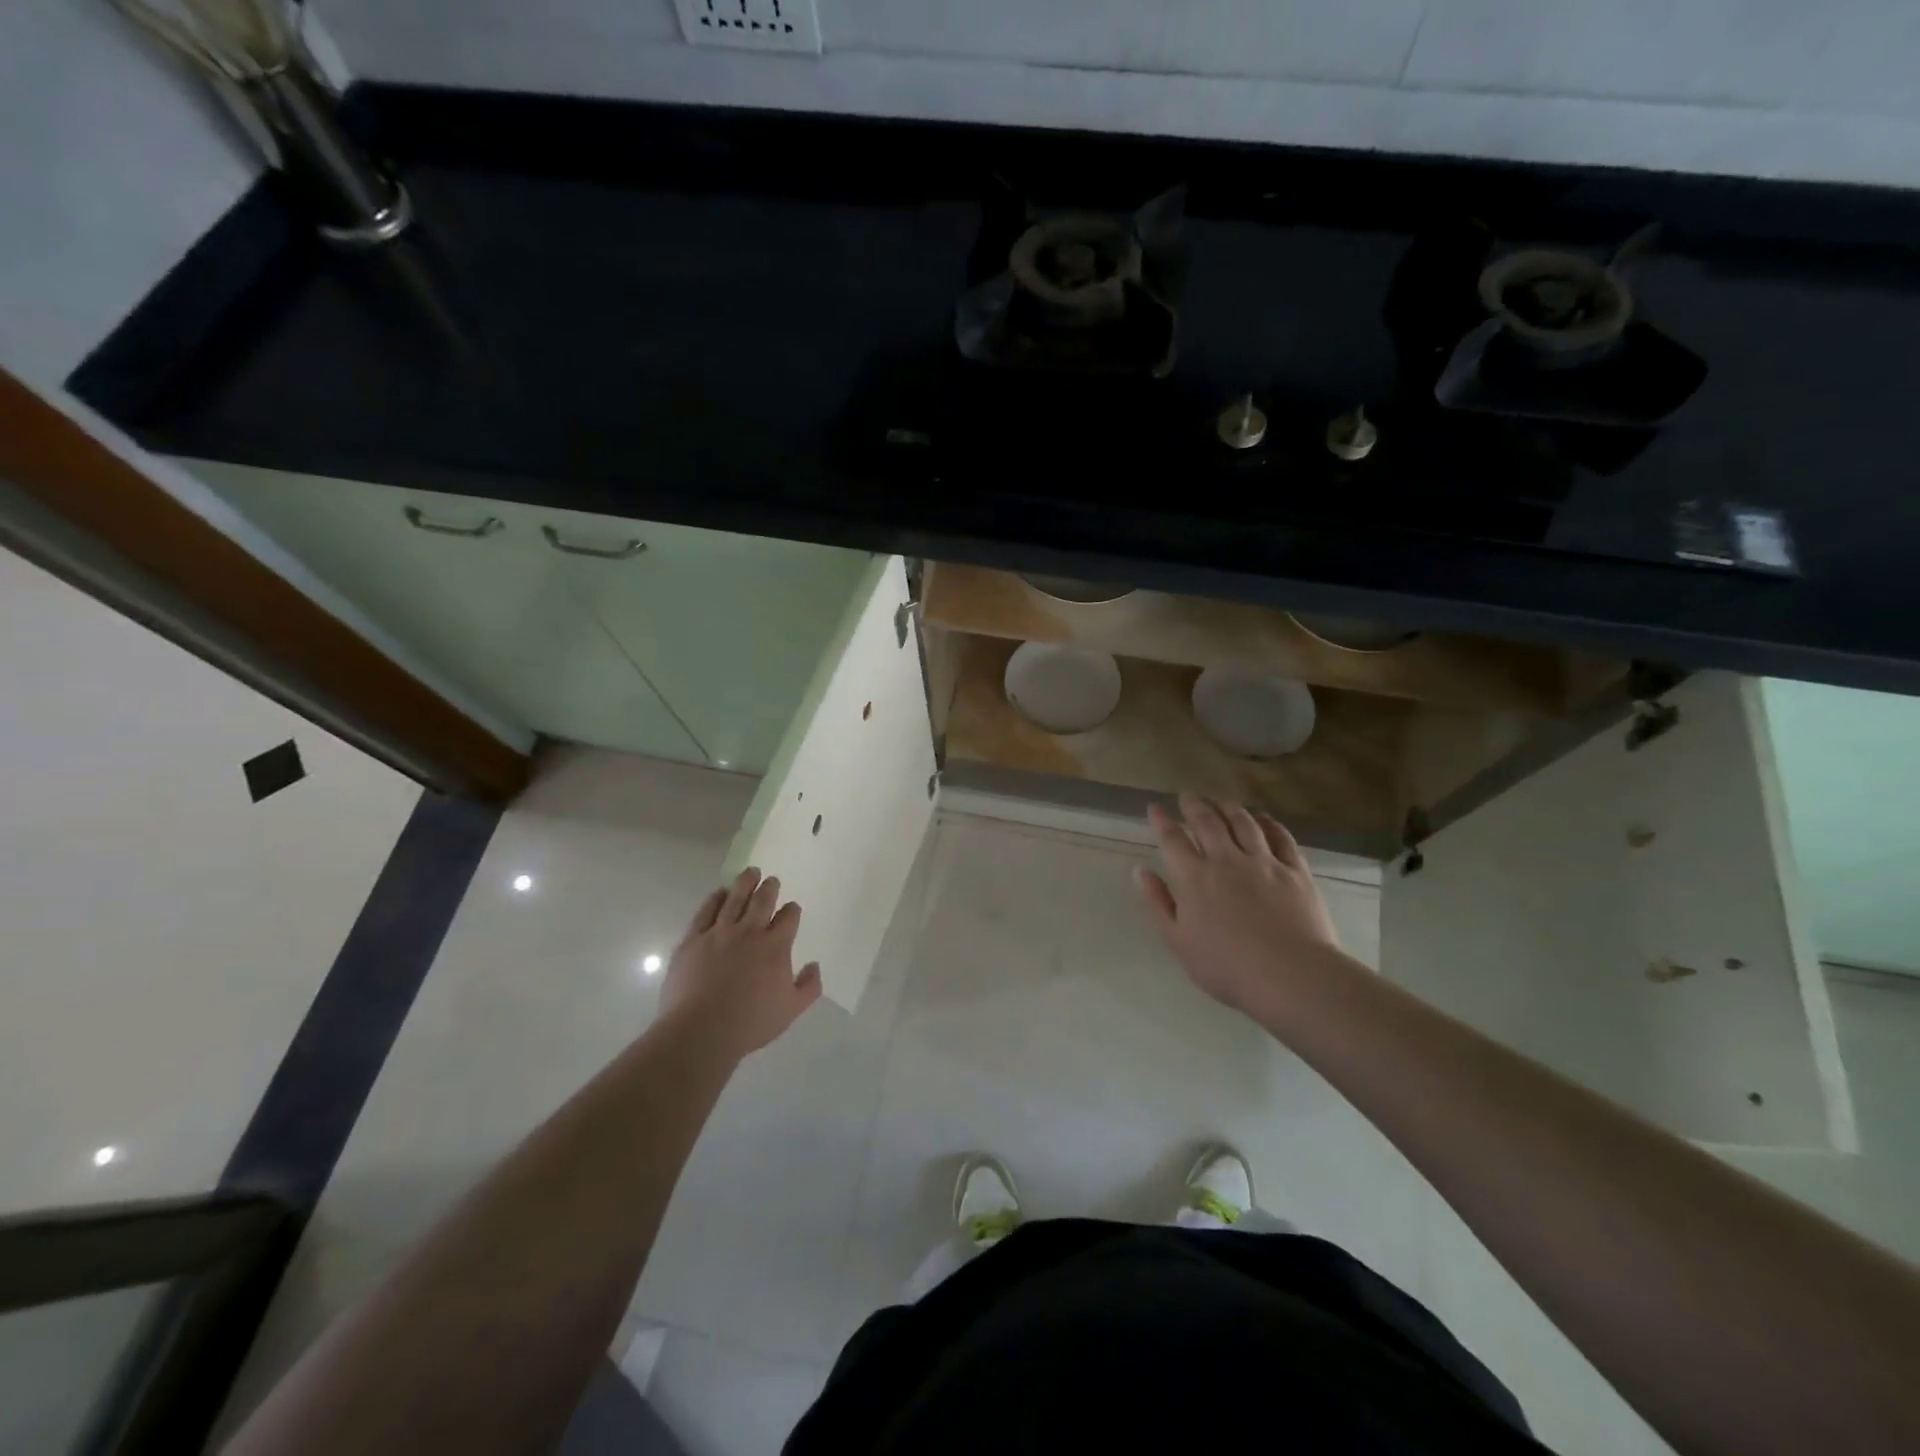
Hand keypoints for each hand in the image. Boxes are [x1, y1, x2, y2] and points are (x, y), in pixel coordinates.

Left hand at [657, 868, 821, 1058]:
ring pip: (734, 899)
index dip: (792, 911)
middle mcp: (749, 932)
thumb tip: (814, 965)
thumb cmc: (750, 1023)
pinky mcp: (693, 940)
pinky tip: (719, 892)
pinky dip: (714, 899)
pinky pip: (705, 911)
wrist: (701, 1031)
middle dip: (769, 888)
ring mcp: (719, 933)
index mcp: (775, 946)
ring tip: (750, 872)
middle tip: (771, 880)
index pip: (788, 918)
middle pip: (762, 901)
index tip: (791, 908)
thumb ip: (809, 986)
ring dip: (744, 883)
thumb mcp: (791, 1010)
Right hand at [1135, 795, 1342, 1019]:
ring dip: (1230, 808)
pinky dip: (1270, 824)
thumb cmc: (1226, 967)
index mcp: (1194, 878)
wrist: (1290, 976)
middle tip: (1188, 796)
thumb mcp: (1178, 942)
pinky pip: (1282, 838)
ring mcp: (1264, 863)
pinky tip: (1264, 819)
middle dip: (1195, 806)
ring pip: (1244, 824)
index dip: (1162, 821)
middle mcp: (1227, 860)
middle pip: (1208, 823)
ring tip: (1222, 801)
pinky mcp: (1295, 871)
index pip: (1172, 839)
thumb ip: (1158, 903)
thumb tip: (1140, 872)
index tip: (1154, 807)